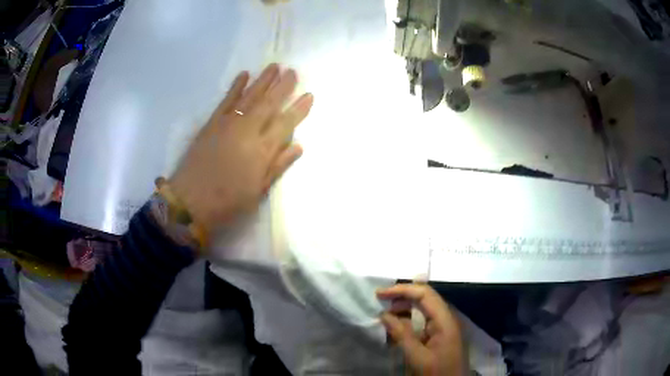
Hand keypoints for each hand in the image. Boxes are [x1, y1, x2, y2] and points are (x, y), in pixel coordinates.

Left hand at [169, 64, 313, 232]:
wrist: (190, 201)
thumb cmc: (228, 202)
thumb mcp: (258, 191)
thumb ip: (278, 166)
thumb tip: (298, 146)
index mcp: (262, 151)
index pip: (286, 124)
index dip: (299, 109)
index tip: (309, 95)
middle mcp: (247, 131)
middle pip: (269, 104)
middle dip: (283, 86)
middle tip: (293, 72)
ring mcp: (228, 124)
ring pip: (250, 96)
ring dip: (263, 80)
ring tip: (274, 67)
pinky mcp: (212, 123)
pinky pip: (226, 100)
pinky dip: (236, 86)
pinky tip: (244, 75)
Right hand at [377, 284, 466, 375]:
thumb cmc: (437, 372)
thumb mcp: (417, 357)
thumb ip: (401, 334)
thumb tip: (384, 314)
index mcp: (444, 320)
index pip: (424, 294)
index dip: (402, 290)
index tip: (379, 294)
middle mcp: (446, 318)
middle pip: (425, 298)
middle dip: (402, 297)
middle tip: (380, 302)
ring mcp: (445, 326)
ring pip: (424, 309)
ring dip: (404, 309)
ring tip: (386, 315)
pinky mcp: (440, 335)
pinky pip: (424, 321)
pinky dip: (409, 321)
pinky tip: (397, 327)